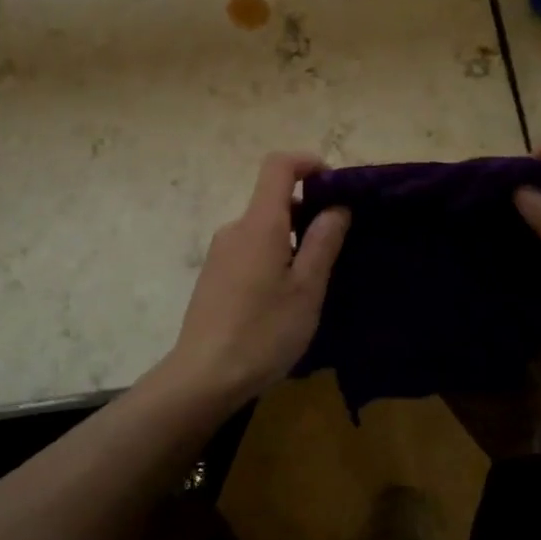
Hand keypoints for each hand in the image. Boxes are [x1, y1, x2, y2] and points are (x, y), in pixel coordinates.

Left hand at [159, 152, 350, 407]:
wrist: (203, 377)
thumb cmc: (263, 331)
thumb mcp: (307, 289)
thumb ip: (323, 242)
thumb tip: (336, 206)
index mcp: (259, 224)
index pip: (278, 166)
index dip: (307, 162)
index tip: (335, 184)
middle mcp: (235, 228)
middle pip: (273, 200)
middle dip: (308, 211)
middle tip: (337, 245)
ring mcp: (220, 252)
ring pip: (264, 229)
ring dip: (292, 239)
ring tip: (314, 280)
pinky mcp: (214, 275)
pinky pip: (250, 249)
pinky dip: (274, 256)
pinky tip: (284, 298)